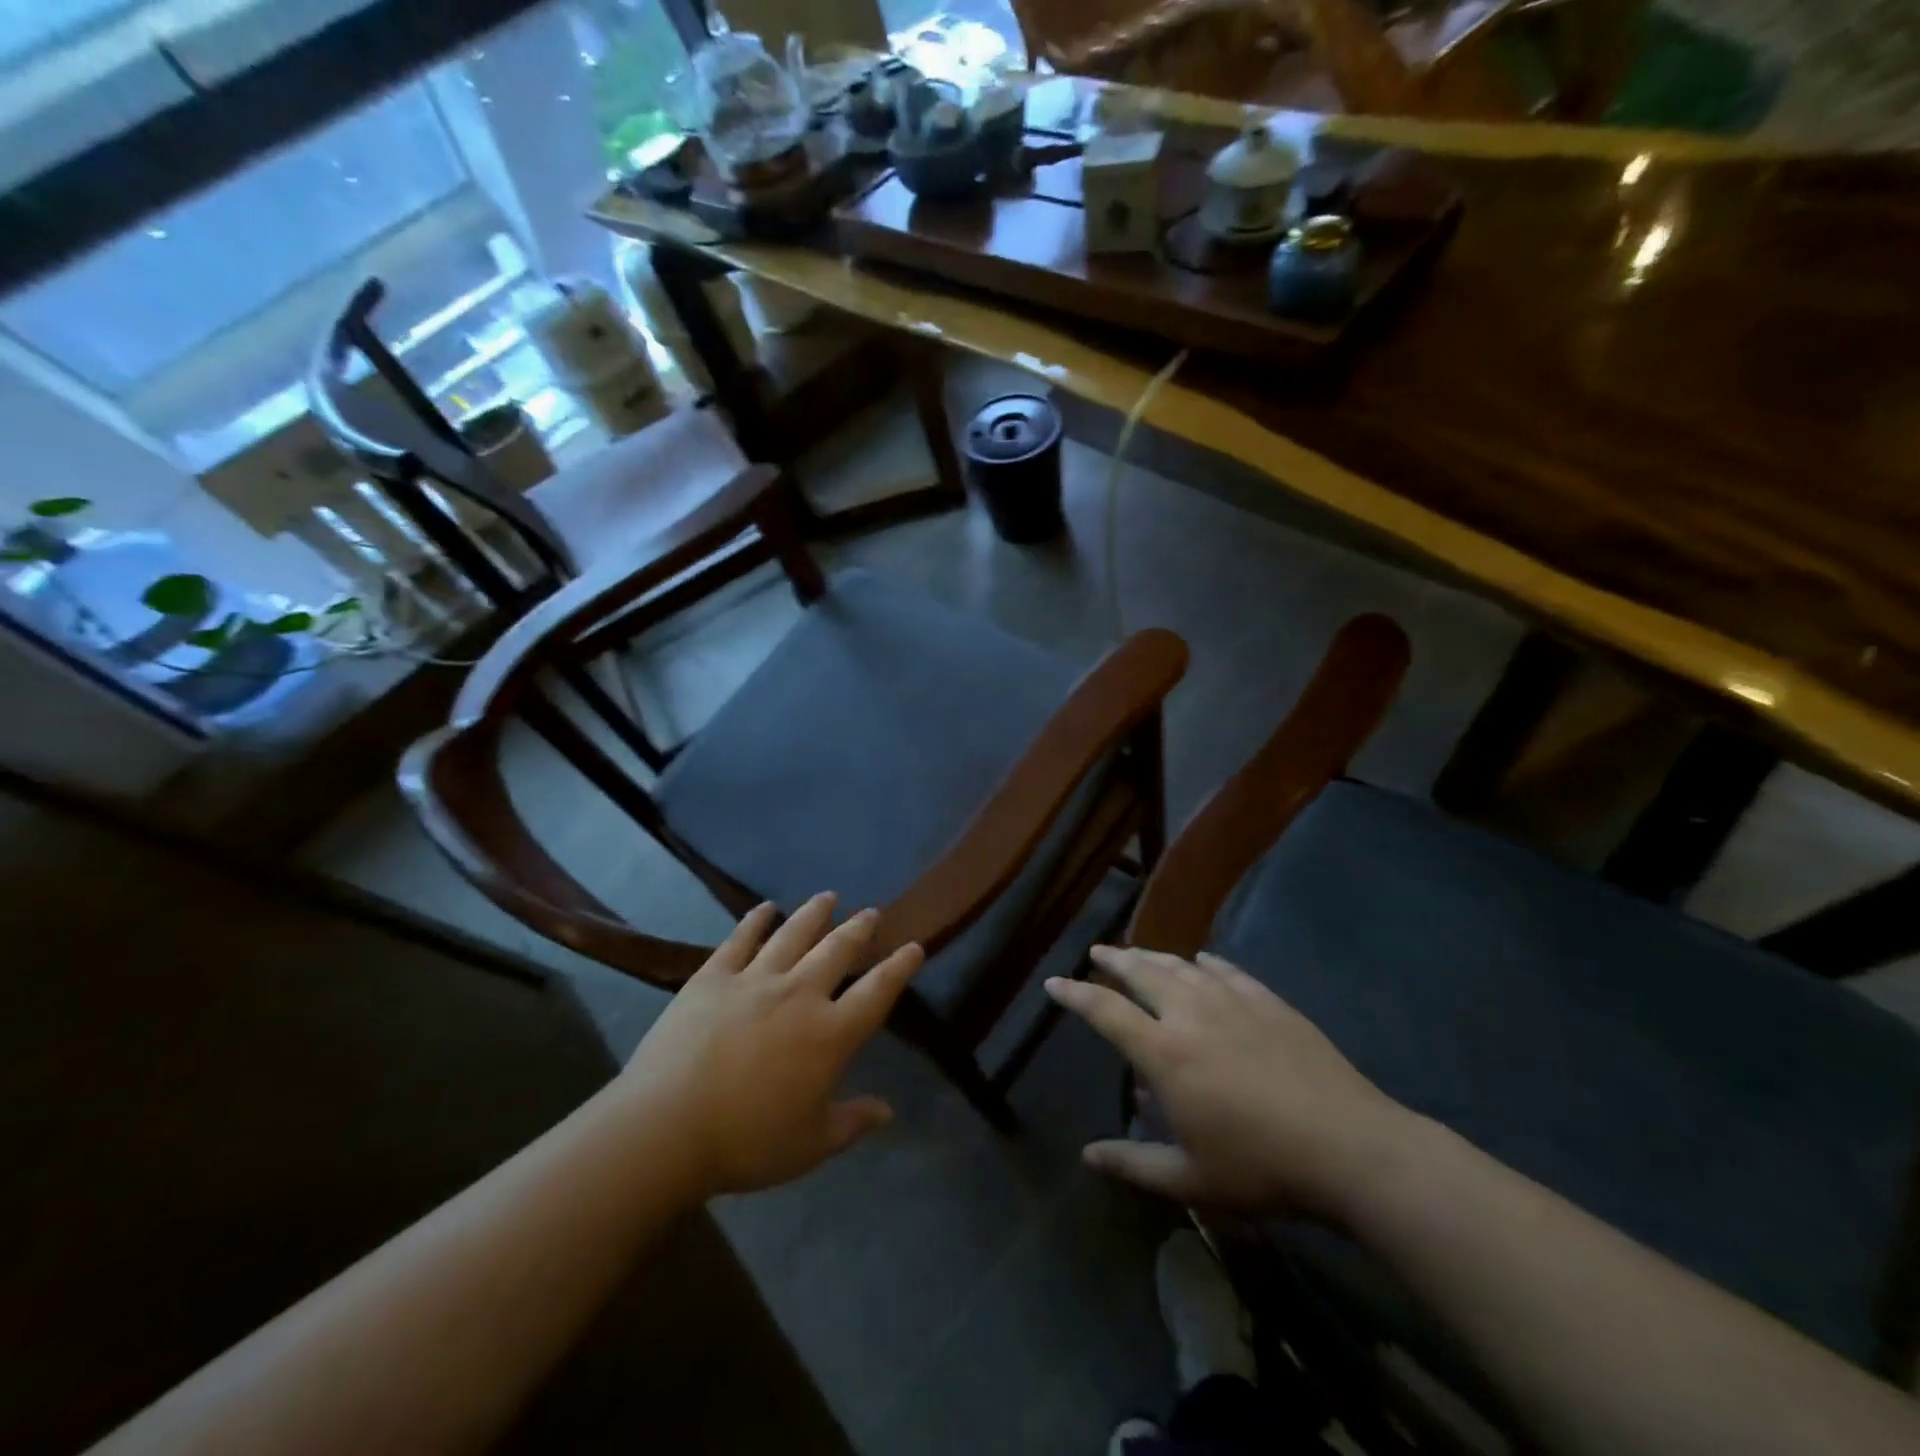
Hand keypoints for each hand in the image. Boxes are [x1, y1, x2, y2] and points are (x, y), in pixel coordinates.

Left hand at [617, 893, 922, 1198]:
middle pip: (838, 950)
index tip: (915, 946)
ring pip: (794, 934)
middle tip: (871, 912)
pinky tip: (764, 908)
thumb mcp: (811, 1145)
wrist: (666, 1128)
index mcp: (830, 1034)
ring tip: (828, 897)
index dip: (899, 968)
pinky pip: (740, 939)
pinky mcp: (713, 977)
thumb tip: (888, 1111)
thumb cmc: (747, 1143)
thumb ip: (853, 1122)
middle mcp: (800, 994)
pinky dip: (755, 920)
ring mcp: (755, 980)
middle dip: (859, 929)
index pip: (877, 992)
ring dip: (814, 913)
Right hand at [1045, 947, 1416, 1218]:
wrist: (1349, 1147)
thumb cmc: (1261, 1167)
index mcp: (1164, 1052)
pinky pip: (1228, 971)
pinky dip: (1208, 963)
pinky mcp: (1269, 1002)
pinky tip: (1204, 961)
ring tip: (1139, 953)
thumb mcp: (1191, 1179)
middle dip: (1114, 960)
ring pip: (1182, 966)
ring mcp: (1233, 1002)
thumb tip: (1088, 1157)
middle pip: (1142, 973)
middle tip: (1097, 950)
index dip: (1075, 993)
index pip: (1105, 1011)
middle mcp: (1191, 1014)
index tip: (1054, 981)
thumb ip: (1134, 1164)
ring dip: (1155, 957)